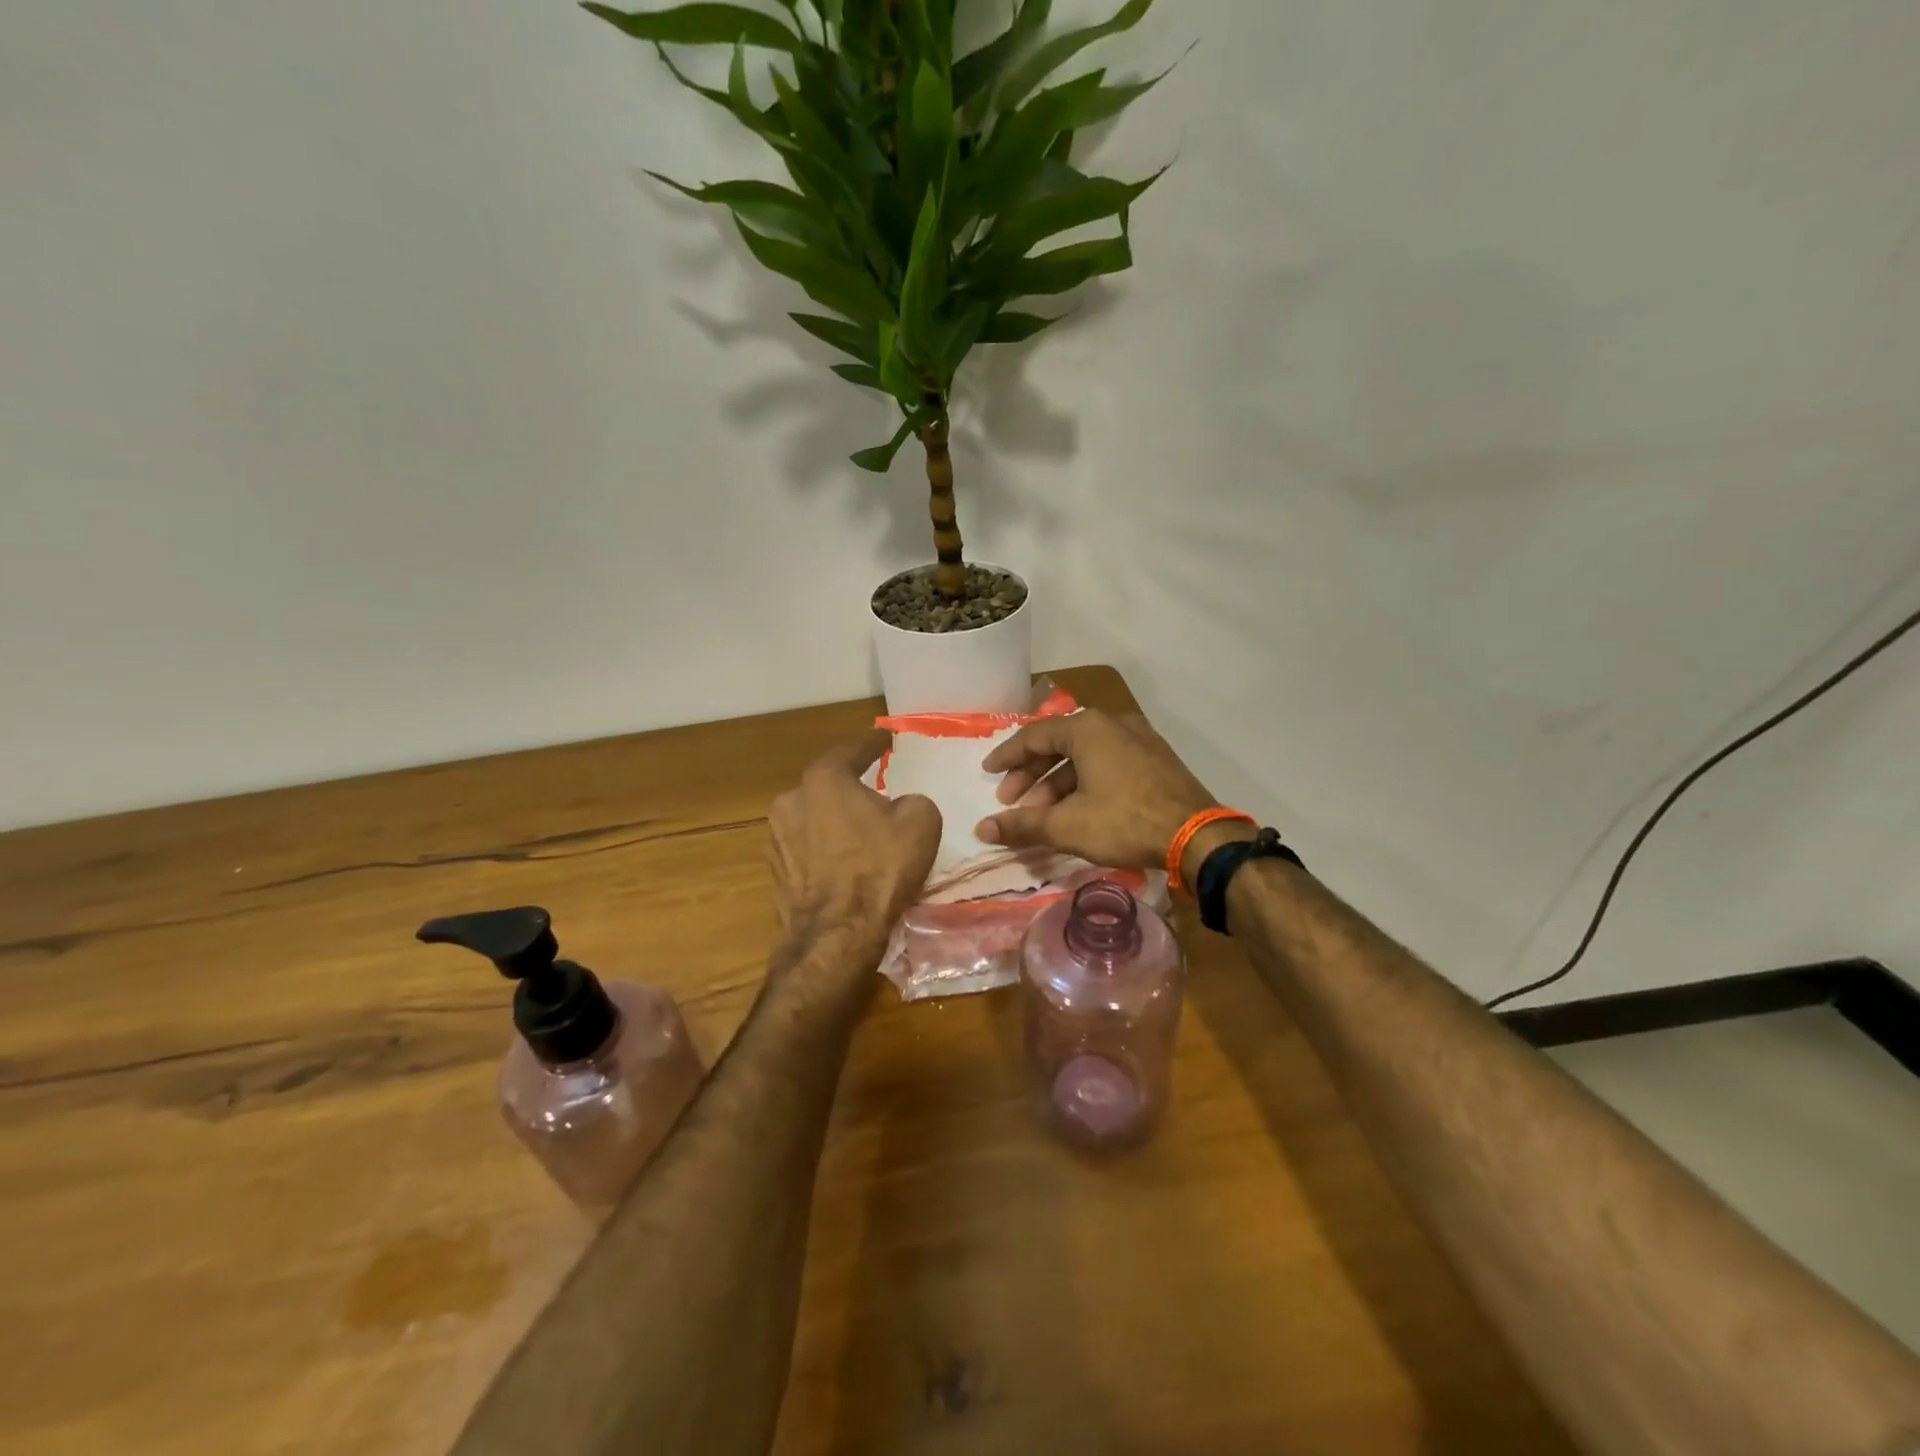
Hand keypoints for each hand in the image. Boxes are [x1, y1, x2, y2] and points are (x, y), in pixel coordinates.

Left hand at [768, 731, 940, 956]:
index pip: (851, 750)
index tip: (885, 739)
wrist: (838, 932)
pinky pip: (806, 848)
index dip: (872, 743)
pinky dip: (824, 849)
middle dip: (849, 786)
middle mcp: (792, 800)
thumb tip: (899, 806)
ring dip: (834, 820)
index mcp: (825, 779)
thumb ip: (911, 800)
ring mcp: (776, 837)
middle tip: (874, 793)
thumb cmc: (881, 867)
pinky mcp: (775, 871)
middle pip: (827, 785)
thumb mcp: (921, 821)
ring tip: (859, 833)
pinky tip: (843, 864)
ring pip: (813, 817)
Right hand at [975, 710, 1226, 873]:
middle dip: (1031, 775)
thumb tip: (982, 829)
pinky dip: (1084, 782)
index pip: (1033, 736)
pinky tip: (1077, 809)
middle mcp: (1112, 724)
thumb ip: (1022, 825)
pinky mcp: (1155, 759)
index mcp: (1087, 728)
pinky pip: (1107, 763)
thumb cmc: (1124, 821)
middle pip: (1058, 744)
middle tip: (1011, 802)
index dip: (1007, 757)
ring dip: (1057, 783)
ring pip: (1084, 756)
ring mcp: (1138, 739)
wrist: (1196, 836)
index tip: (988, 774)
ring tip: (1042, 815)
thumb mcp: (1067, 825)